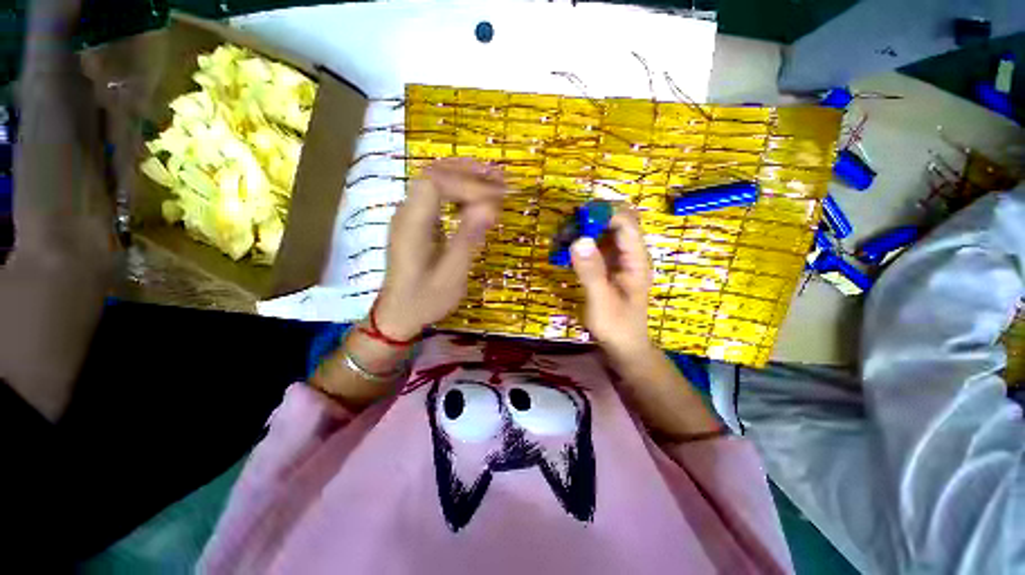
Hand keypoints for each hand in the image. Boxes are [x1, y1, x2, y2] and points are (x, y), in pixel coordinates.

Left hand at [374, 159, 504, 338]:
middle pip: (435, 173)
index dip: (468, 184)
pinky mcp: (418, 222)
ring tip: (496, 182)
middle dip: (470, 173)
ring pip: (436, 180)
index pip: (436, 183)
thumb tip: (490, 207)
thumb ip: (467, 240)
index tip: (496, 199)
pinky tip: (479, 198)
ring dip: (467, 177)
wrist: (398, 314)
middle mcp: (407, 212)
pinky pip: (438, 194)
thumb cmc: (424, 300)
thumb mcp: (451, 276)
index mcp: (411, 225)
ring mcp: (410, 215)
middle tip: (502, 179)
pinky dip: (461, 190)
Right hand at [571, 210, 653, 357]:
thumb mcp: (602, 302)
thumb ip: (591, 272)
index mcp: (636, 260)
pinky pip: (595, 245)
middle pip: (616, 221)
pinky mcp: (607, 266)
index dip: (603, 214)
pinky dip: (581, 243)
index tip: (577, 218)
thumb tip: (578, 240)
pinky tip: (565, 249)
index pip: (626, 223)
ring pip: (604, 232)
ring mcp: (619, 259)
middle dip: (593, 218)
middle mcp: (630, 254)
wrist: (623, 346)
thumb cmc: (616, 326)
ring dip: (584, 229)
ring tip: (561, 236)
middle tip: (567, 226)